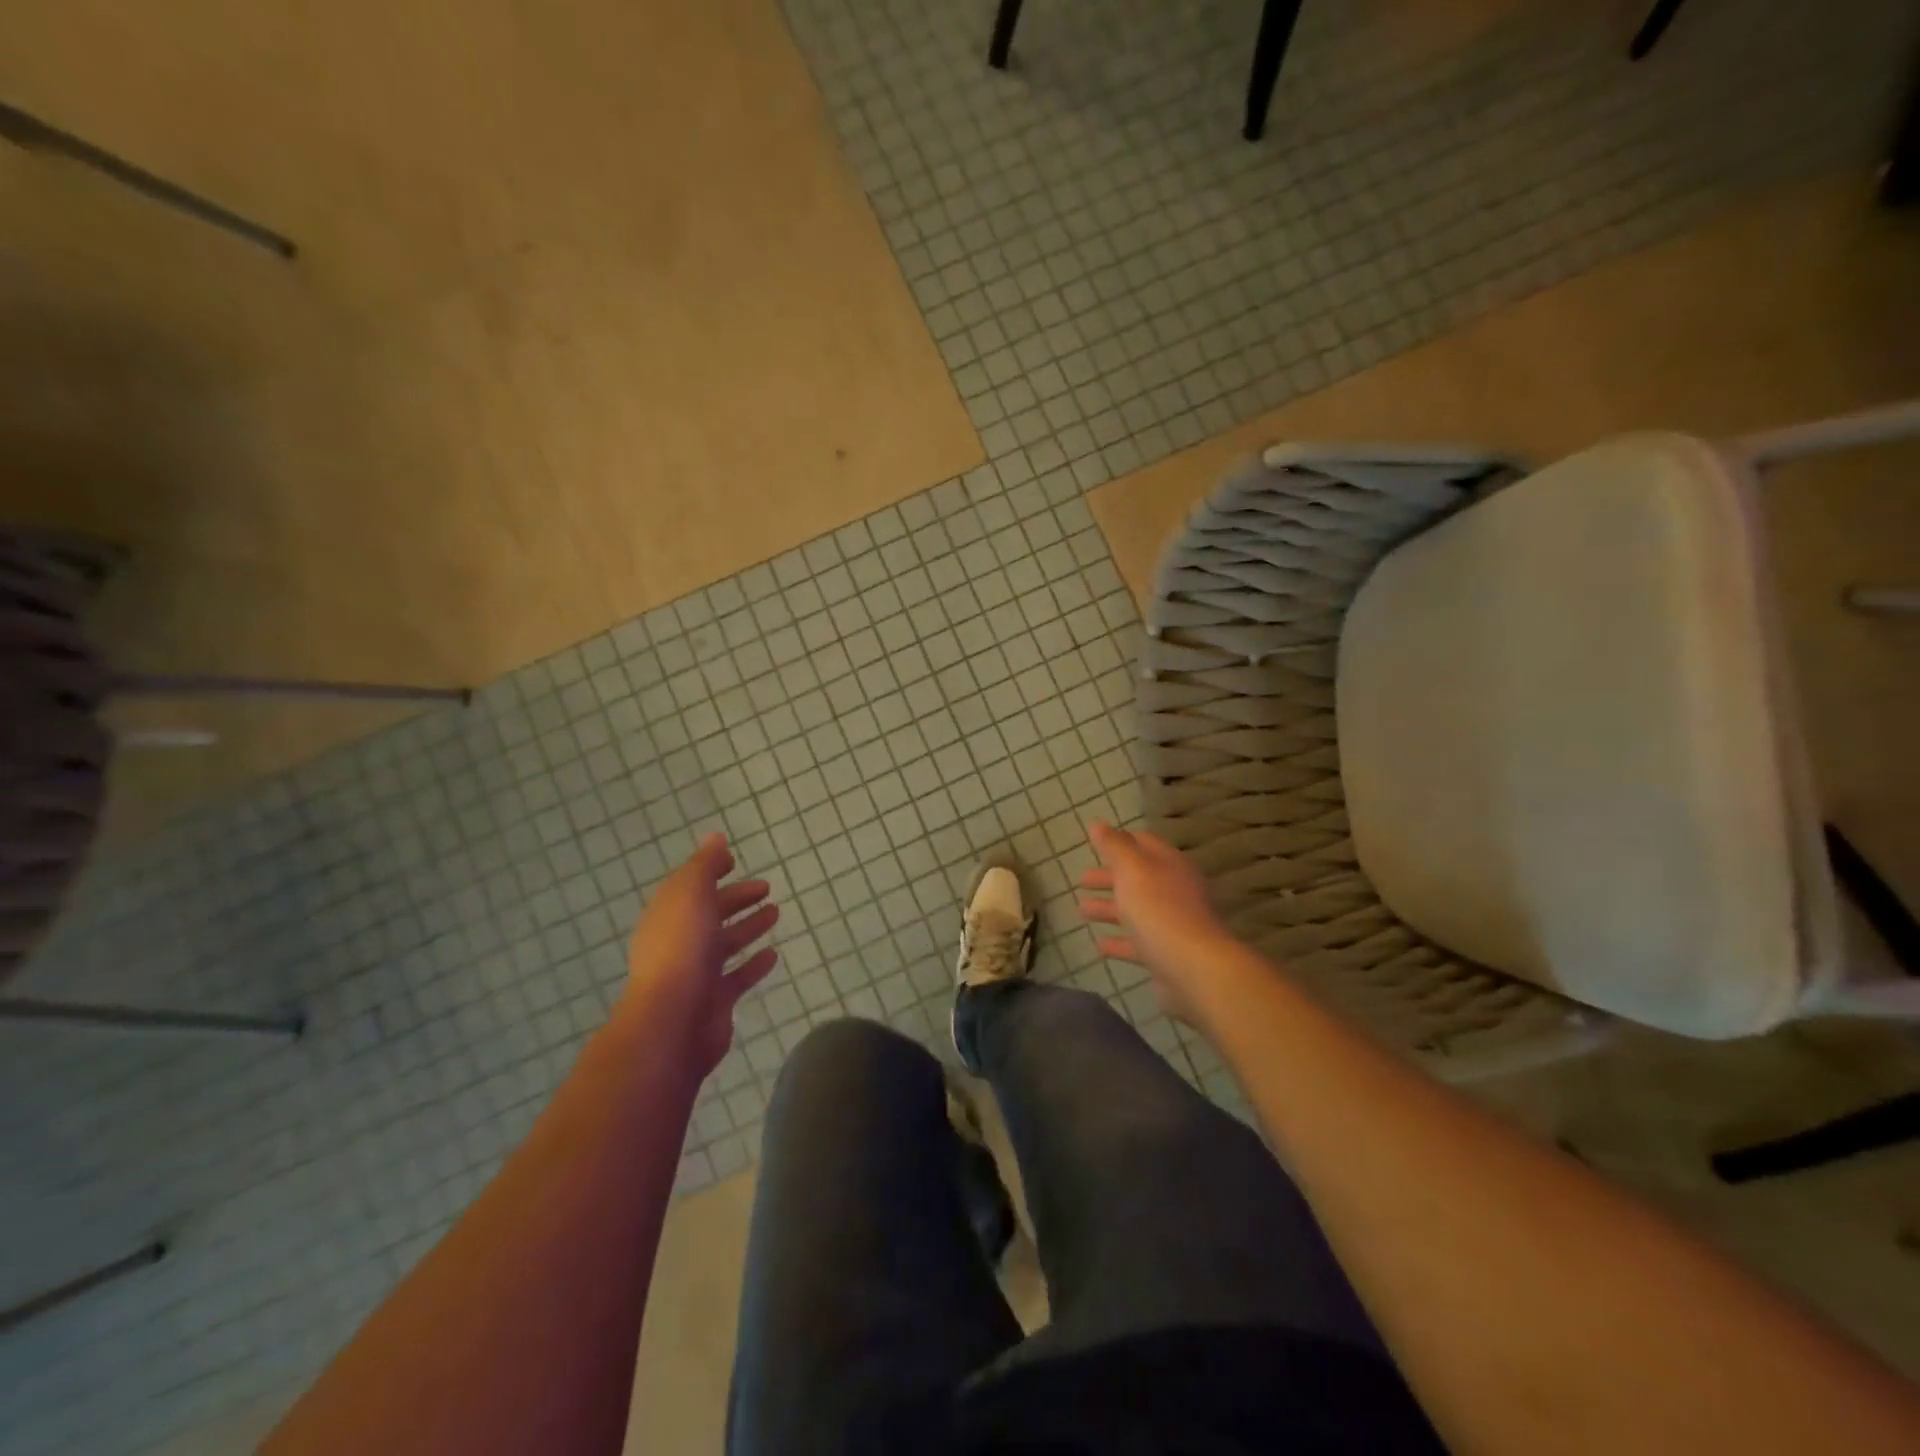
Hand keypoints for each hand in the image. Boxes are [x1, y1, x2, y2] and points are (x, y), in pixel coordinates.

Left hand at [623, 833, 779, 1076]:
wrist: (673, 1022)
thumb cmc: (681, 949)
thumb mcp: (690, 894)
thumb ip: (704, 866)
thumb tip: (716, 837)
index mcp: (668, 915)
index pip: (690, 886)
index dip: (710, 871)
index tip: (735, 860)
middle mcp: (679, 942)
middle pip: (710, 914)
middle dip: (736, 899)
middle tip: (766, 887)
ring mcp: (697, 973)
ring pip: (726, 943)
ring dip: (748, 926)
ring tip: (776, 912)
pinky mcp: (715, 1000)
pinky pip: (738, 976)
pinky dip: (754, 963)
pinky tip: (773, 953)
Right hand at [1078, 821, 1232, 1022]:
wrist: (1193, 968)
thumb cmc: (1159, 910)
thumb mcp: (1132, 869)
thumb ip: (1114, 846)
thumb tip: (1097, 823)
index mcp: (1168, 864)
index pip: (1144, 843)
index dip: (1120, 841)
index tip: (1096, 843)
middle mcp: (1174, 890)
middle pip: (1137, 878)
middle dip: (1109, 877)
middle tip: (1082, 880)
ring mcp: (1172, 924)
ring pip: (1136, 911)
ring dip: (1109, 908)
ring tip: (1081, 910)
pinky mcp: (1167, 954)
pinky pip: (1138, 943)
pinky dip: (1119, 942)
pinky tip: (1100, 946)